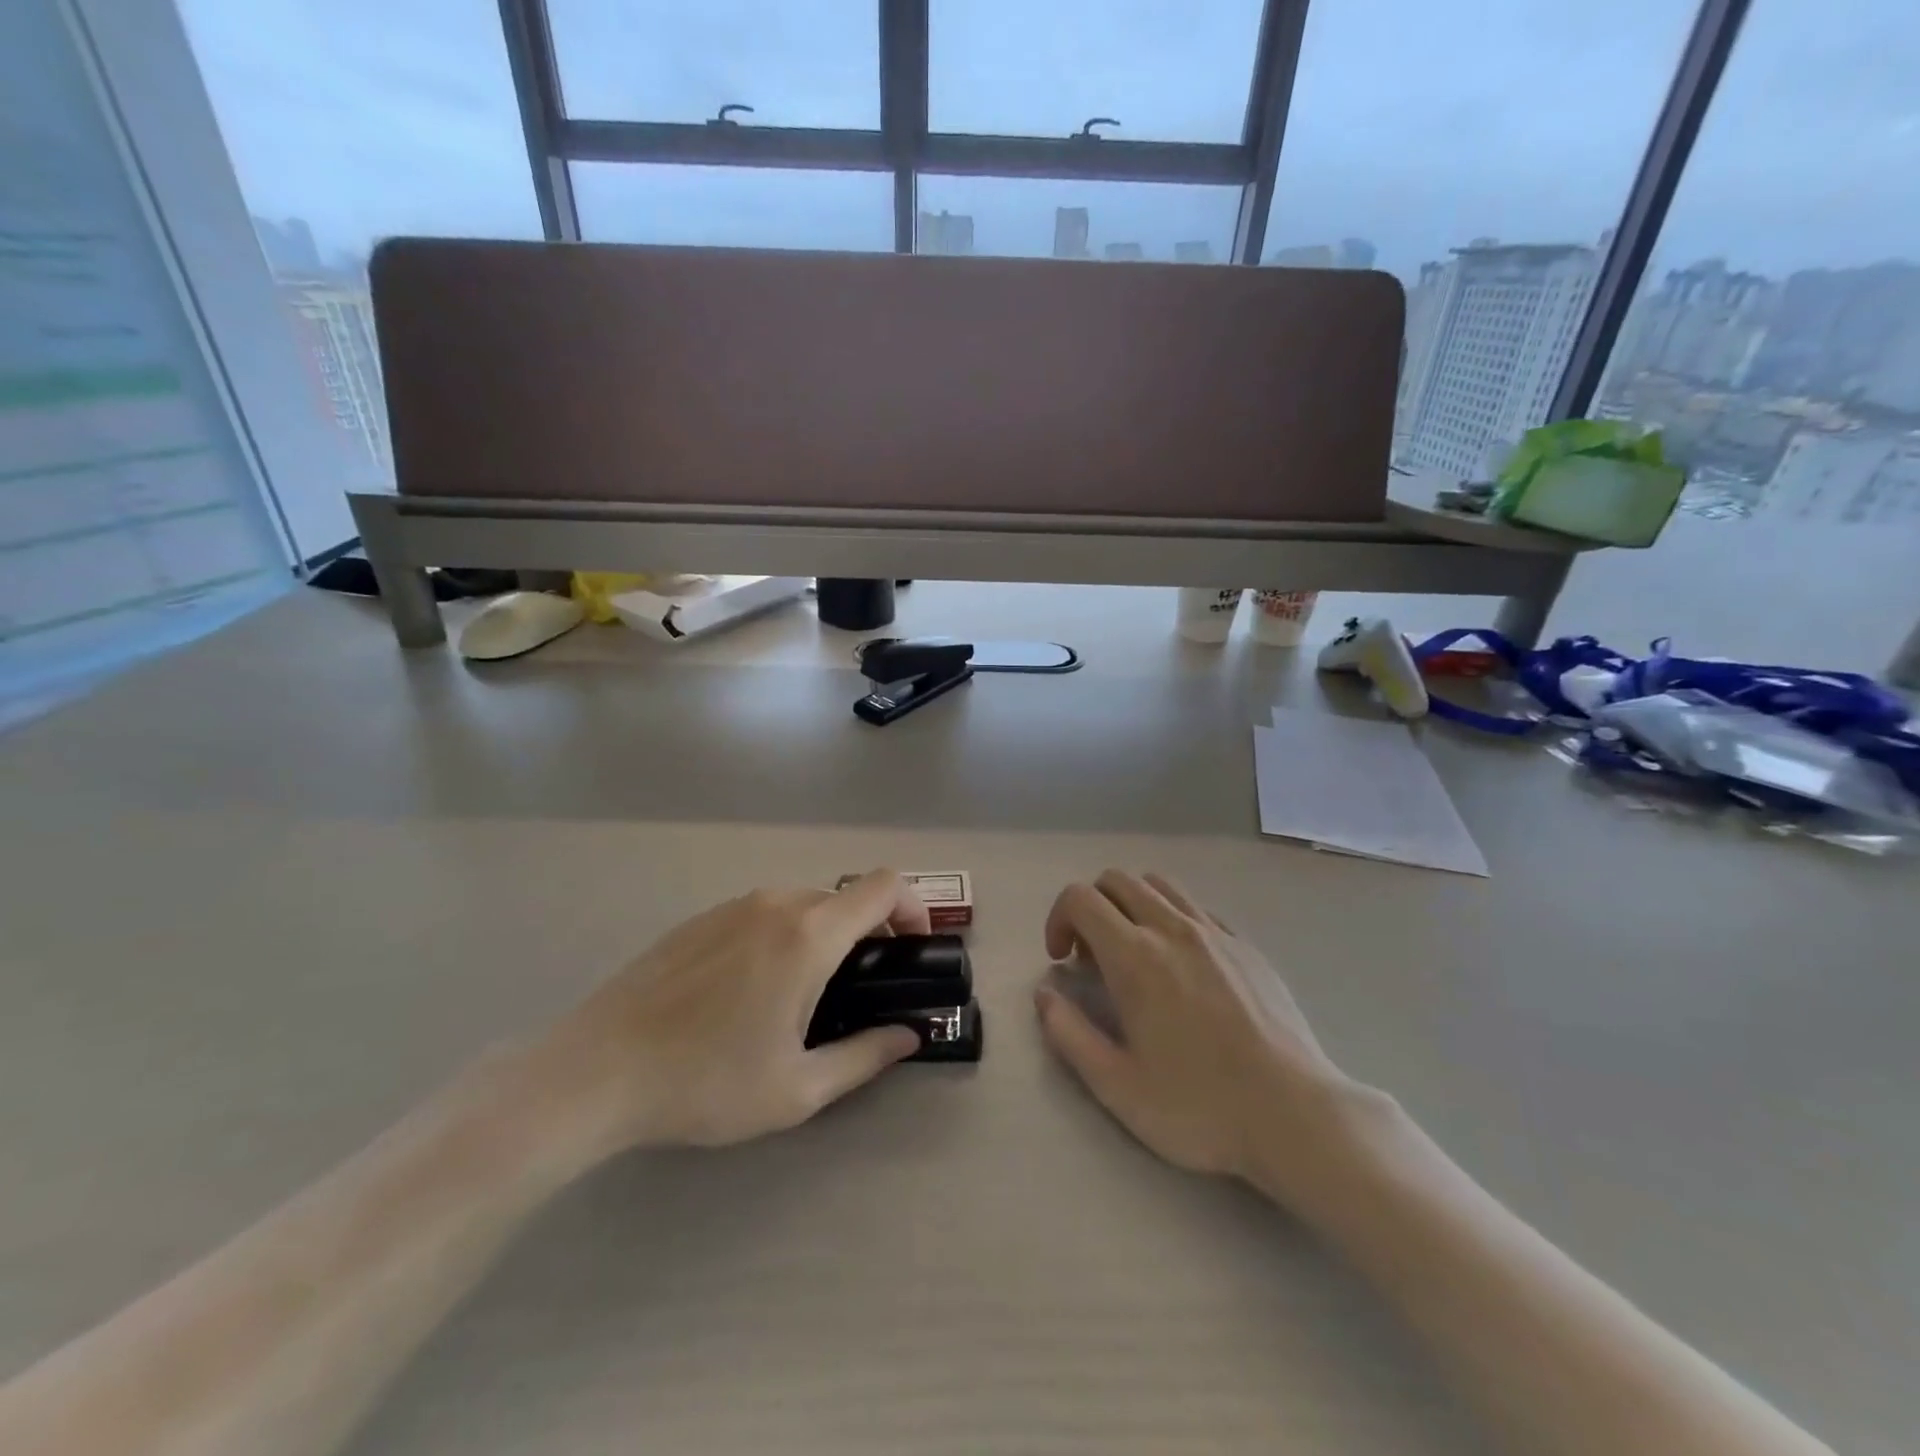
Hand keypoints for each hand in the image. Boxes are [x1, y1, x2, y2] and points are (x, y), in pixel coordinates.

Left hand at [533, 870, 928, 1159]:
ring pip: (802, 904)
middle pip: (845, 897)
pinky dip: (782, 935)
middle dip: (868, 933)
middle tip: (860, 989)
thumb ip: (865, 1056)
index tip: (913, 949)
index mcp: (808, 935)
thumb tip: (908, 1036)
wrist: (596, 1071)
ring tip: (804, 996)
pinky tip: (751, 991)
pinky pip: (762, 913)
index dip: (914, 907)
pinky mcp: (700, 918)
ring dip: (824, 935)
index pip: (884, 887)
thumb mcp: (797, 1089)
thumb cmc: (706, 1083)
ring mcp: (733, 906)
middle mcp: (775, 904)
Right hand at [1034, 870, 1373, 1205]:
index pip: (1080, 898)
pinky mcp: (1246, 946)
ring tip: (1136, 955)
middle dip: (1091, 908)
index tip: (1062, 960)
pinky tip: (1183, 968)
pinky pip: (1196, 909)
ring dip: (1132, 906)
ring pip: (1158, 885)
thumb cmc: (1199, 1106)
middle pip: (1116, 880)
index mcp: (1135, 956)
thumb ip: (1069, 1034)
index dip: (1058, 919)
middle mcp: (1173, 928)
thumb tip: (1045, 994)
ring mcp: (1215, 933)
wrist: (1295, 1115)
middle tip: (1094, 959)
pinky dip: (1172, 919)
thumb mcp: (1117, 1086)